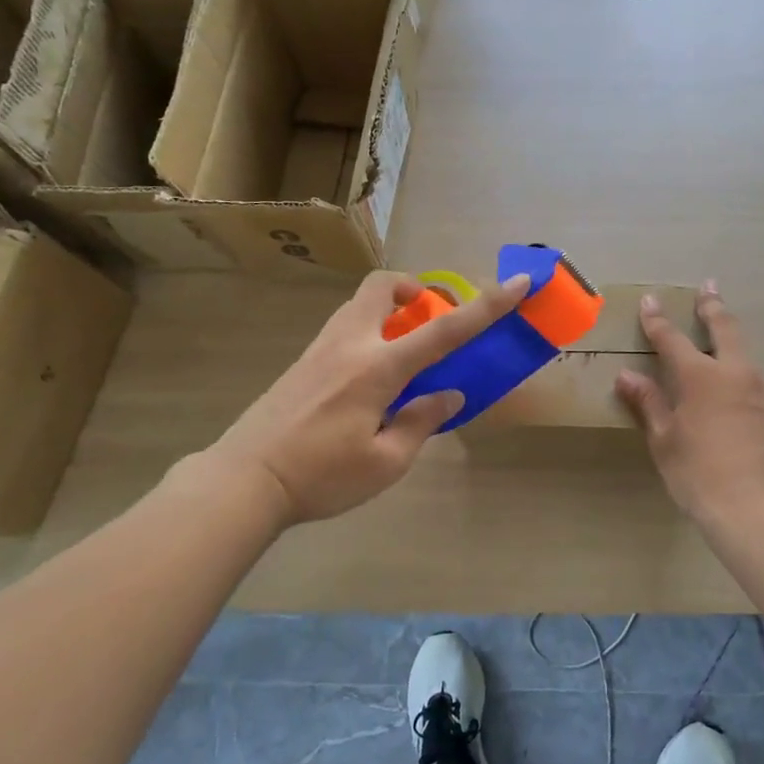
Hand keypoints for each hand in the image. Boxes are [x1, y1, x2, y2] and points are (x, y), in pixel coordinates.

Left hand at [195, 271, 529, 524]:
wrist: (245, 480)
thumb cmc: (320, 476)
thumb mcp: (385, 462)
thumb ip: (421, 422)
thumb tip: (448, 395)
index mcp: (378, 368)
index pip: (444, 330)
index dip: (487, 306)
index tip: (518, 283)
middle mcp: (350, 344)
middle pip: (383, 286)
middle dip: (414, 289)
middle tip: (427, 319)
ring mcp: (321, 348)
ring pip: (361, 304)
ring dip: (391, 311)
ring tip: (404, 354)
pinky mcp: (303, 361)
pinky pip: (346, 326)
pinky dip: (370, 331)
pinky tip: (370, 379)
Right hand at [616, 282, 763, 531]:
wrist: (759, 510)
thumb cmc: (699, 476)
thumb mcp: (664, 441)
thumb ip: (648, 403)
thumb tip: (627, 376)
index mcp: (701, 378)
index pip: (672, 339)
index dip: (658, 320)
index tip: (651, 301)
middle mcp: (738, 374)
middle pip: (726, 328)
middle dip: (713, 306)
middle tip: (710, 288)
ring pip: (748, 361)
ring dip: (733, 352)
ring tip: (724, 360)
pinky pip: (761, 393)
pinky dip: (747, 392)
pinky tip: (742, 414)